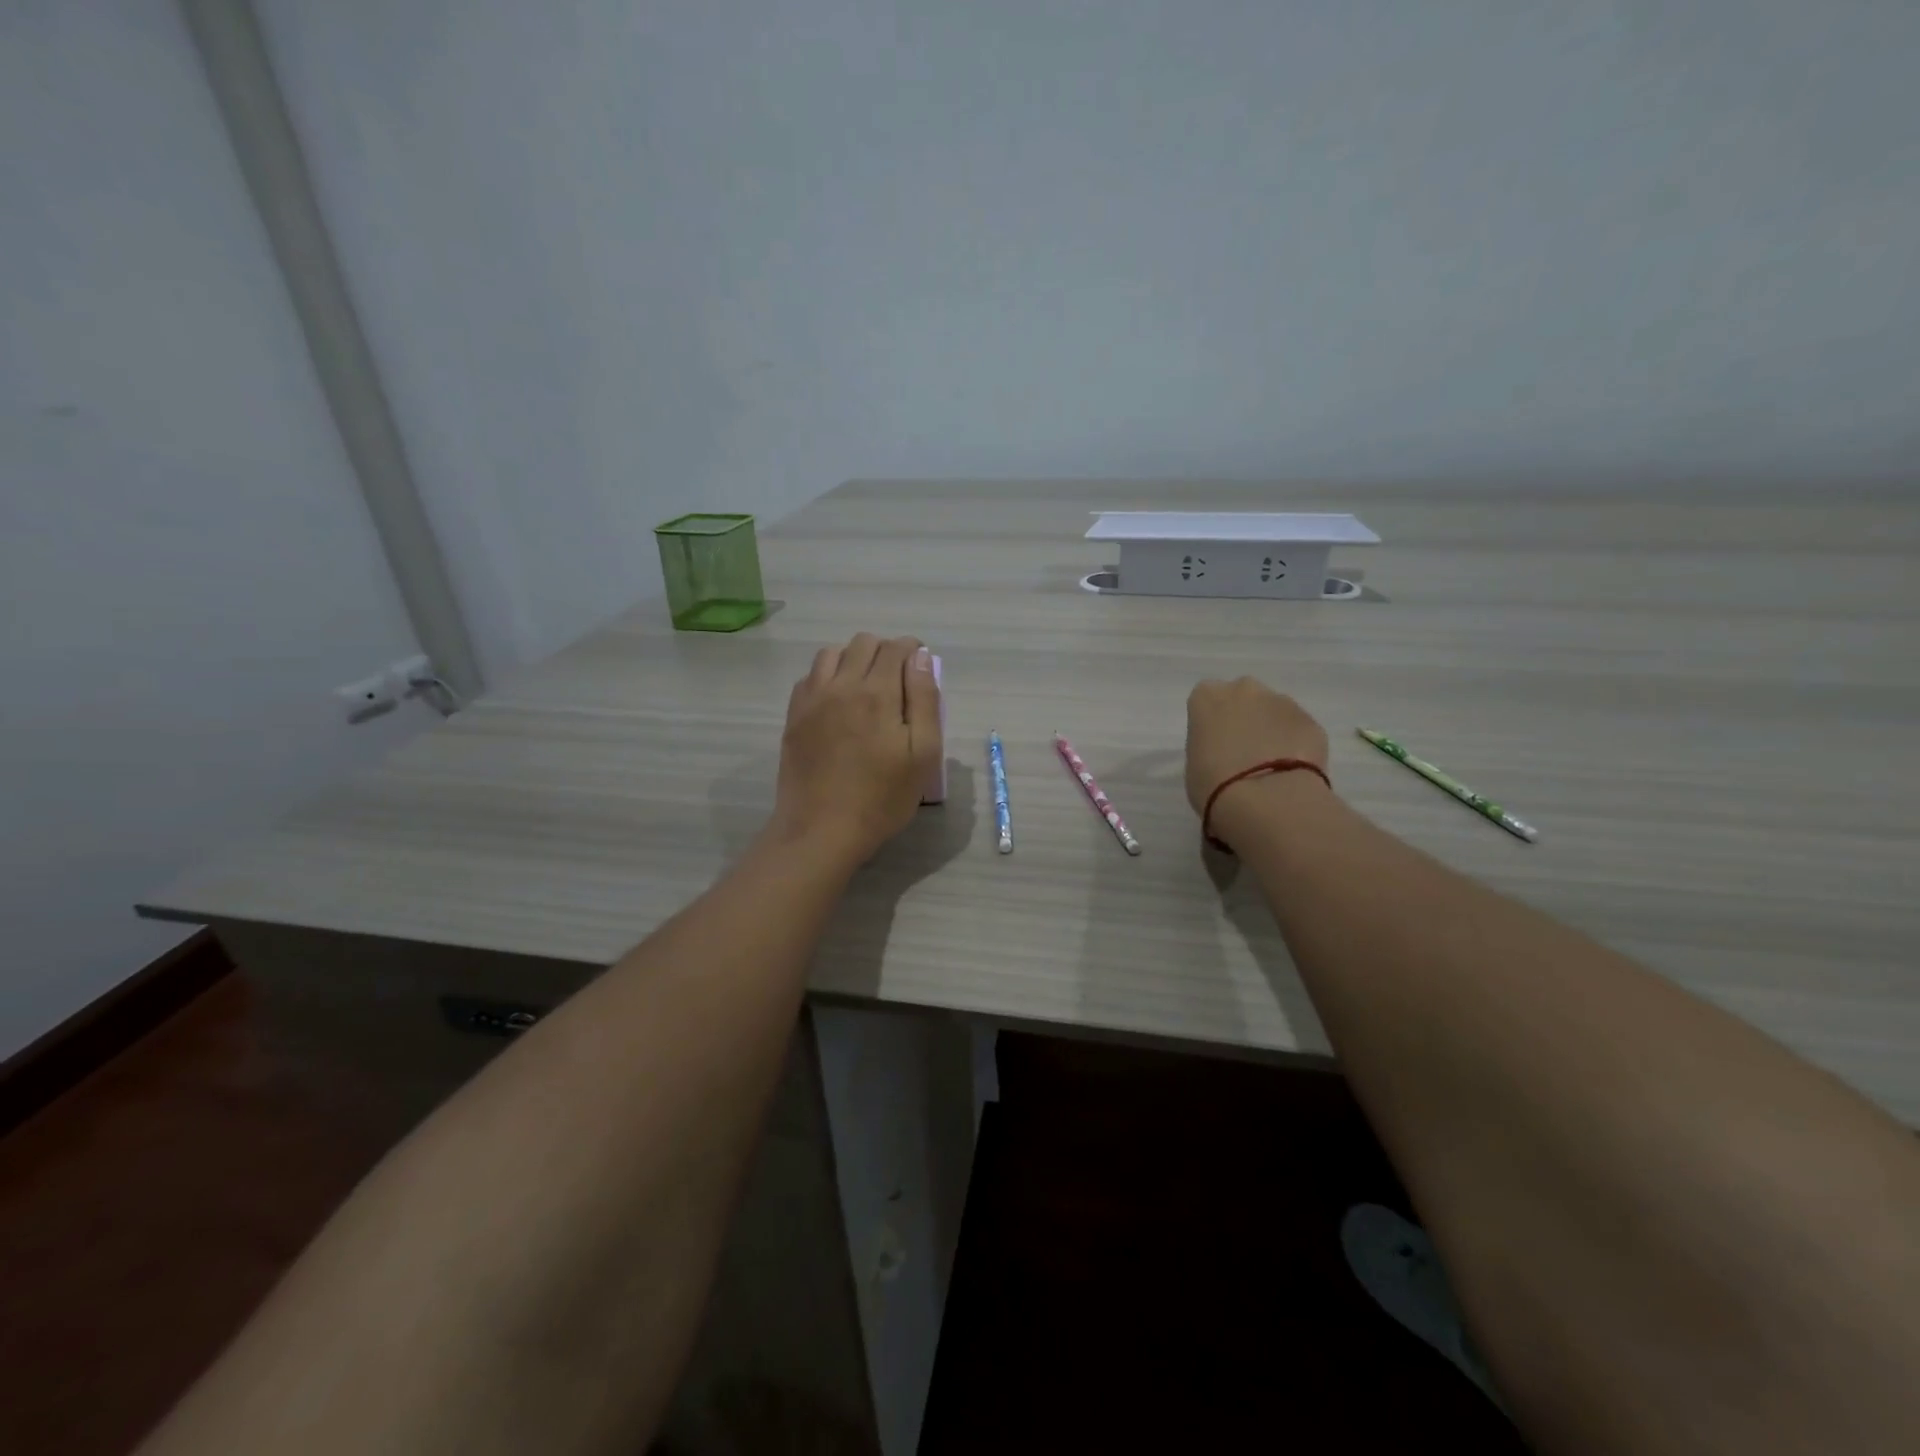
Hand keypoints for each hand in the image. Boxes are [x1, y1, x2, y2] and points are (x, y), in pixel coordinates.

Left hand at [768, 633, 941, 866]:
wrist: (821, 829)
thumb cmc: (882, 797)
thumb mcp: (922, 754)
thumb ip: (925, 700)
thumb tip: (921, 658)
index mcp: (878, 693)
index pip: (896, 648)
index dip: (913, 650)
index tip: (921, 668)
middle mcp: (841, 685)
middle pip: (863, 643)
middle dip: (885, 651)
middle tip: (898, 680)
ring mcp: (812, 699)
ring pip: (832, 653)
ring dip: (853, 659)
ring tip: (866, 686)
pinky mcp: (794, 716)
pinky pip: (810, 677)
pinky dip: (827, 676)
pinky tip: (838, 701)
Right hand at [1185, 677, 1330, 845]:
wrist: (1266, 800)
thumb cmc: (1213, 784)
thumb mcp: (1193, 763)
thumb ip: (1208, 745)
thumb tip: (1223, 750)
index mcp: (1208, 697)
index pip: (1206, 700)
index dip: (1211, 724)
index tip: (1213, 746)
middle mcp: (1244, 689)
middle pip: (1243, 698)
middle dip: (1244, 718)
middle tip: (1242, 754)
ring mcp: (1282, 702)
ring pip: (1274, 712)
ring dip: (1271, 731)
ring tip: (1270, 768)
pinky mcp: (1312, 721)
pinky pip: (1297, 730)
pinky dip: (1294, 746)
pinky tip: (1291, 773)